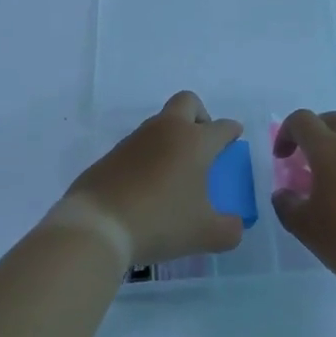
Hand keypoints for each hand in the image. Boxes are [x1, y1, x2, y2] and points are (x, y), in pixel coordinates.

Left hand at [65, 91, 245, 264]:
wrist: (99, 223)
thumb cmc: (161, 221)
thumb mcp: (205, 234)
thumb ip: (229, 229)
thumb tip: (235, 225)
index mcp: (194, 141)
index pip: (221, 126)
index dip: (231, 131)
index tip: (235, 136)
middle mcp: (167, 130)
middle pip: (187, 102)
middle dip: (200, 115)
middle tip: (204, 143)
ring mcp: (137, 138)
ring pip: (161, 122)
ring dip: (172, 137)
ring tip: (176, 172)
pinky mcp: (114, 153)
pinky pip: (140, 144)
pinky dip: (150, 155)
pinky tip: (149, 184)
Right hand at [270, 109, 335, 292]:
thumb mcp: (306, 228)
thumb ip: (287, 205)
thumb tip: (284, 193)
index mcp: (329, 149)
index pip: (302, 120)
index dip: (286, 133)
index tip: (281, 158)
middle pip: (331, 120)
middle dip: (313, 133)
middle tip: (305, 159)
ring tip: (331, 179)